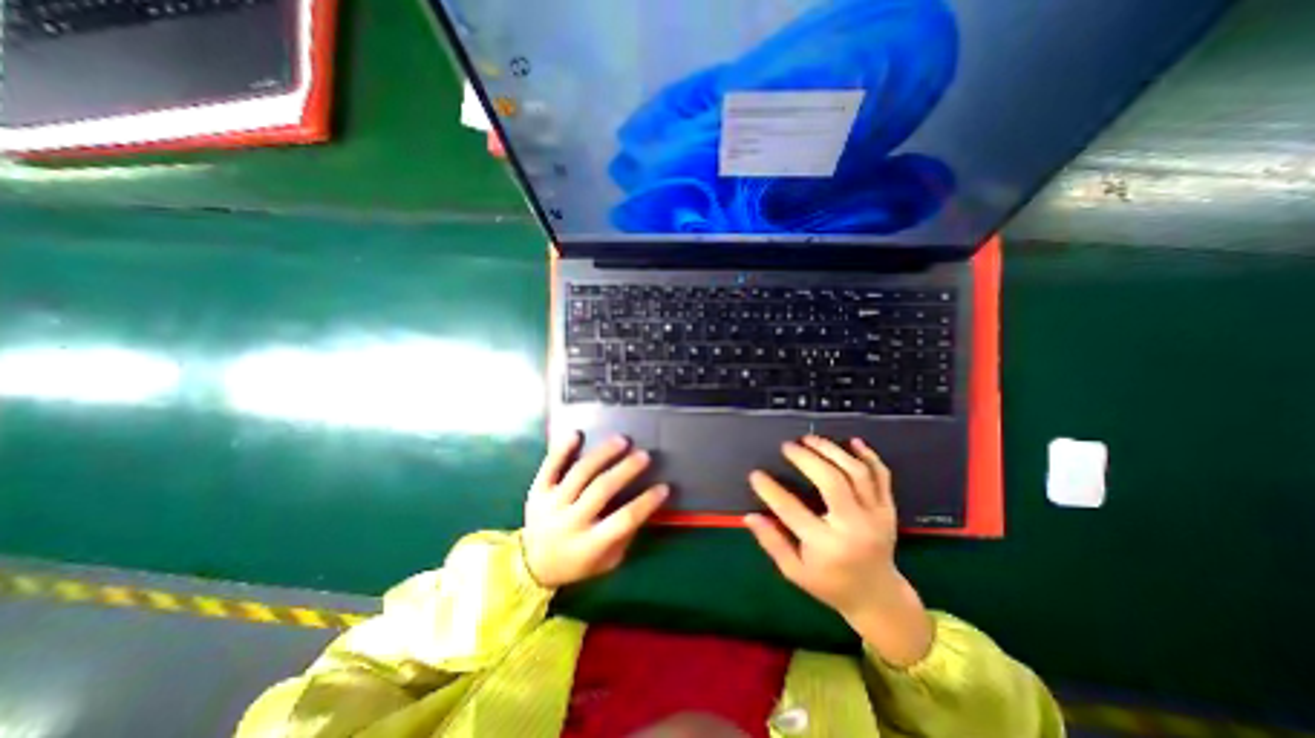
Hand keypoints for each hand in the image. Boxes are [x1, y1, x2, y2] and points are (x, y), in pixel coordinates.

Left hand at [523, 431, 668, 587]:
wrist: (531, 565)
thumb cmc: (577, 563)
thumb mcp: (607, 562)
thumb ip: (625, 536)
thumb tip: (645, 505)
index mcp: (589, 544)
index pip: (624, 520)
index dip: (646, 503)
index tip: (664, 487)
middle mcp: (570, 522)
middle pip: (601, 490)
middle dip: (625, 470)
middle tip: (644, 455)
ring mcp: (552, 504)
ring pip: (579, 473)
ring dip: (603, 454)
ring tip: (621, 440)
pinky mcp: (538, 491)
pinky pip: (550, 467)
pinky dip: (562, 449)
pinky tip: (578, 433)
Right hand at [739, 438, 934, 666]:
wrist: (879, 597)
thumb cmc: (830, 584)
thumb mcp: (795, 571)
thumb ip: (772, 542)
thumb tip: (749, 516)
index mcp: (827, 546)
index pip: (792, 510)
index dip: (770, 490)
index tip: (755, 474)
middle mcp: (854, 527)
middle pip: (831, 482)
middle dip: (807, 458)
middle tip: (788, 446)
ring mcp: (876, 516)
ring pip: (856, 473)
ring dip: (832, 451)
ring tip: (810, 439)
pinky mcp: (888, 509)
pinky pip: (881, 476)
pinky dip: (869, 456)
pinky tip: (853, 441)